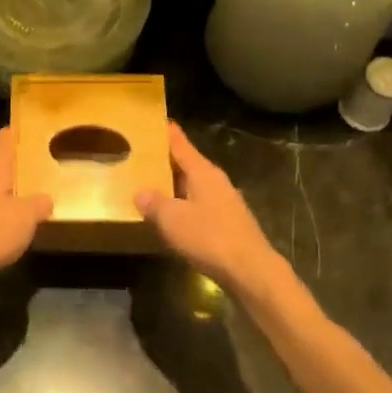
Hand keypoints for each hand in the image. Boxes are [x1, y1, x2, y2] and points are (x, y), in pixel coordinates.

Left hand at [0, 129, 51, 301]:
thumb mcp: (24, 216)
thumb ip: (39, 204)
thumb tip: (48, 198)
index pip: (5, 139)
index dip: (20, 128)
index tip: (41, 122)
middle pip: (7, 163)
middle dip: (28, 159)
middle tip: (56, 154)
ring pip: (7, 187)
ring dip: (25, 186)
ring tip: (51, 185)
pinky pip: (4, 211)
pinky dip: (19, 210)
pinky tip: (34, 218)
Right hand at [137, 123, 290, 301]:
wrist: (250, 271)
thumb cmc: (209, 237)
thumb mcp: (172, 219)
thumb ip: (154, 203)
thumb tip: (141, 193)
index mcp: (203, 172)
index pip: (182, 145)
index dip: (169, 133)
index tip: (159, 121)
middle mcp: (216, 181)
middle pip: (189, 165)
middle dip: (168, 161)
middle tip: (145, 156)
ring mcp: (226, 203)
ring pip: (195, 187)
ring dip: (176, 186)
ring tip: (154, 187)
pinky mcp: (230, 224)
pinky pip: (201, 207)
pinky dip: (185, 207)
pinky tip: (174, 219)